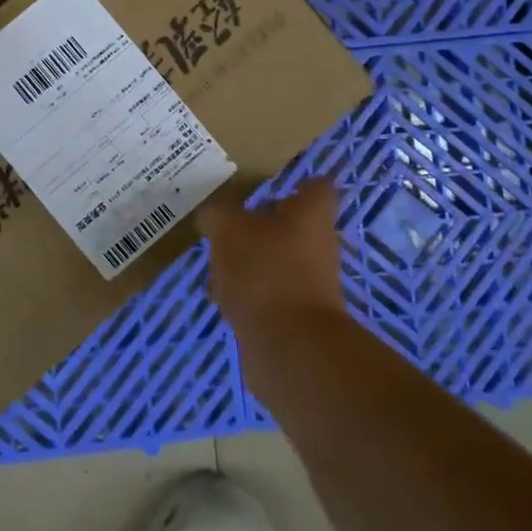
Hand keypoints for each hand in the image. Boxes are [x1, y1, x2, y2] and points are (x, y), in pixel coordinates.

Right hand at [196, 178, 346, 331]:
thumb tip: (213, 215)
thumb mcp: (228, 229)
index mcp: (311, 214)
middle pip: (295, 224)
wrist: (289, 348)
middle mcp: (319, 245)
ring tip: (218, 258)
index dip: (297, 182)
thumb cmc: (265, 271)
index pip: (316, 186)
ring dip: (254, 258)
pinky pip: (271, 292)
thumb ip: (217, 214)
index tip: (270, 182)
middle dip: (265, 222)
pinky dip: (250, 291)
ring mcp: (311, 283)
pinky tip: (224, 293)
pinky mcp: (298, 316)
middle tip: (230, 219)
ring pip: (280, 258)